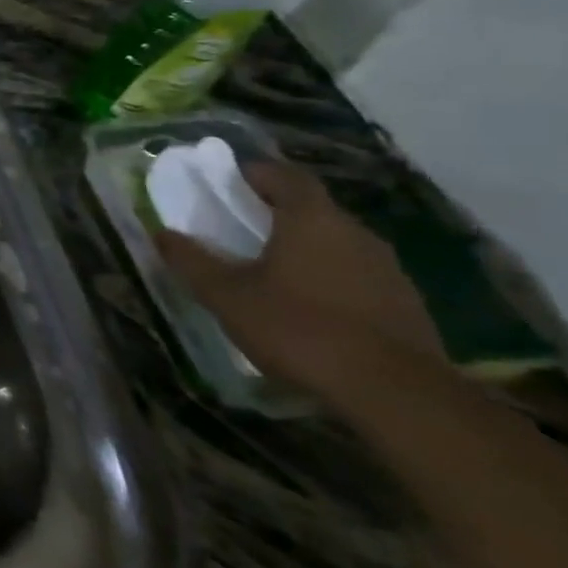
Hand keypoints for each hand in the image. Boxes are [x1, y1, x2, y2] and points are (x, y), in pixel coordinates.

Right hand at [156, 161, 448, 408]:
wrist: (397, 395)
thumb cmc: (299, 328)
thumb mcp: (226, 295)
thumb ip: (191, 261)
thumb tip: (162, 234)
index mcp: (312, 220)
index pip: (285, 176)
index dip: (255, 172)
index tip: (227, 181)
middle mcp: (356, 233)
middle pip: (312, 208)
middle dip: (275, 211)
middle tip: (239, 226)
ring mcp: (388, 269)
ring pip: (336, 242)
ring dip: (304, 246)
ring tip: (270, 268)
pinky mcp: (404, 304)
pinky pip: (356, 274)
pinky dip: (328, 277)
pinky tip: (308, 305)